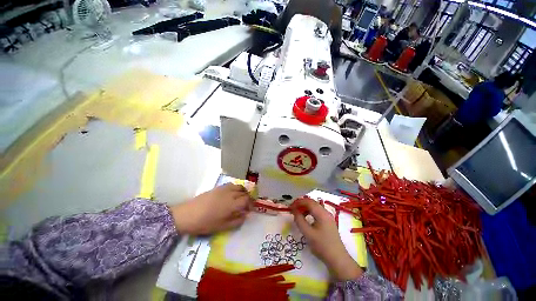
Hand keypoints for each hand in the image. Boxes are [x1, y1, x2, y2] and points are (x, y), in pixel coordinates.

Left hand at [171, 183, 252, 234]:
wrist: (188, 215)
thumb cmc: (205, 223)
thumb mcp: (222, 227)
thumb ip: (237, 221)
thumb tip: (245, 215)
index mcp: (232, 204)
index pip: (247, 200)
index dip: (251, 204)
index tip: (250, 209)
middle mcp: (230, 194)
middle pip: (244, 192)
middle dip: (248, 198)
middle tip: (246, 205)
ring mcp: (224, 189)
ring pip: (239, 186)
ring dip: (243, 191)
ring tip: (241, 198)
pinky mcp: (218, 188)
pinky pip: (231, 185)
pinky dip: (236, 188)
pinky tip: (232, 194)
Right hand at [290, 198, 362, 280]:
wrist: (338, 259)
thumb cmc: (322, 246)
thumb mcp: (308, 233)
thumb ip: (299, 220)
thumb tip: (294, 211)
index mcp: (322, 213)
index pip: (308, 202)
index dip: (298, 202)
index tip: (290, 206)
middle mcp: (326, 212)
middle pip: (312, 203)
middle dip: (301, 204)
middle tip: (293, 209)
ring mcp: (328, 217)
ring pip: (314, 207)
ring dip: (305, 208)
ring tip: (298, 214)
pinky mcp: (328, 221)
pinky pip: (317, 212)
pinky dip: (310, 212)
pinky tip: (306, 218)